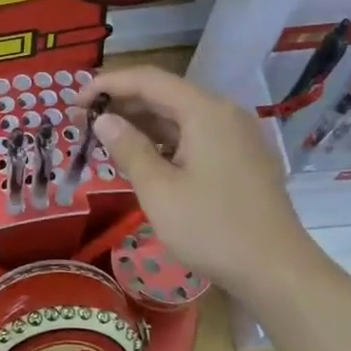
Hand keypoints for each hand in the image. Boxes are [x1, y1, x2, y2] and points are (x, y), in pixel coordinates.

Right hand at [81, 65, 311, 297]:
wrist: (276, 269)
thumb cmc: (211, 228)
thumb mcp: (158, 190)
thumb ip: (128, 149)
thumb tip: (103, 119)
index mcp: (205, 112)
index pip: (149, 80)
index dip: (108, 84)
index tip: (74, 102)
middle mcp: (224, 113)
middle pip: (166, 95)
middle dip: (123, 103)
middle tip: (84, 122)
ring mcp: (237, 136)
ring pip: (181, 117)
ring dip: (142, 124)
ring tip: (106, 140)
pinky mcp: (241, 158)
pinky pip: (196, 136)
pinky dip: (165, 141)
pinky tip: (143, 158)